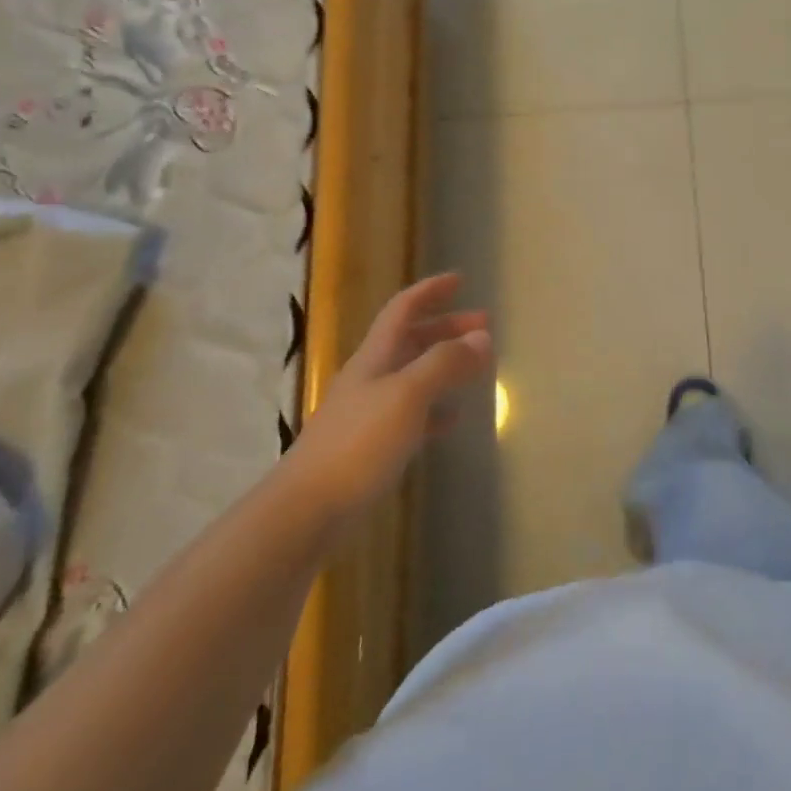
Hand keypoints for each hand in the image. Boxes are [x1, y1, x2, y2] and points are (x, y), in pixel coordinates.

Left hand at [287, 273, 491, 540]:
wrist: (306, 510)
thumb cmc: (359, 443)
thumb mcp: (408, 394)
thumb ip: (445, 362)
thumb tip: (482, 336)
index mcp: (376, 357)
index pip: (403, 309)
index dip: (430, 291)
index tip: (460, 279)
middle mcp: (371, 377)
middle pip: (411, 340)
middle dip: (446, 327)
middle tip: (484, 324)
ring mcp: (369, 412)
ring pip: (413, 374)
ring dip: (444, 363)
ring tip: (476, 367)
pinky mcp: (370, 446)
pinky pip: (411, 414)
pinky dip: (435, 407)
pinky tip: (452, 417)